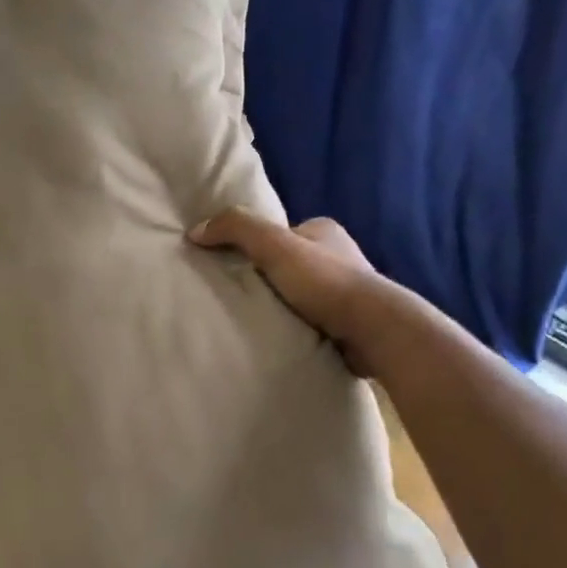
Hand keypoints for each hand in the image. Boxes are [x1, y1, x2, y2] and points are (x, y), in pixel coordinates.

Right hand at [189, 209, 386, 373]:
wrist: (371, 329)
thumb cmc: (324, 281)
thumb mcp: (274, 245)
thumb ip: (236, 230)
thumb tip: (195, 230)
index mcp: (324, 231)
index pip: (279, 235)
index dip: (254, 249)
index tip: (232, 269)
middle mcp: (338, 257)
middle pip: (287, 266)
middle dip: (266, 280)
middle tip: (238, 298)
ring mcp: (345, 291)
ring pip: (299, 295)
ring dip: (281, 307)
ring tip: (256, 321)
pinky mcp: (347, 322)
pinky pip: (311, 320)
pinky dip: (295, 327)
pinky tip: (280, 337)